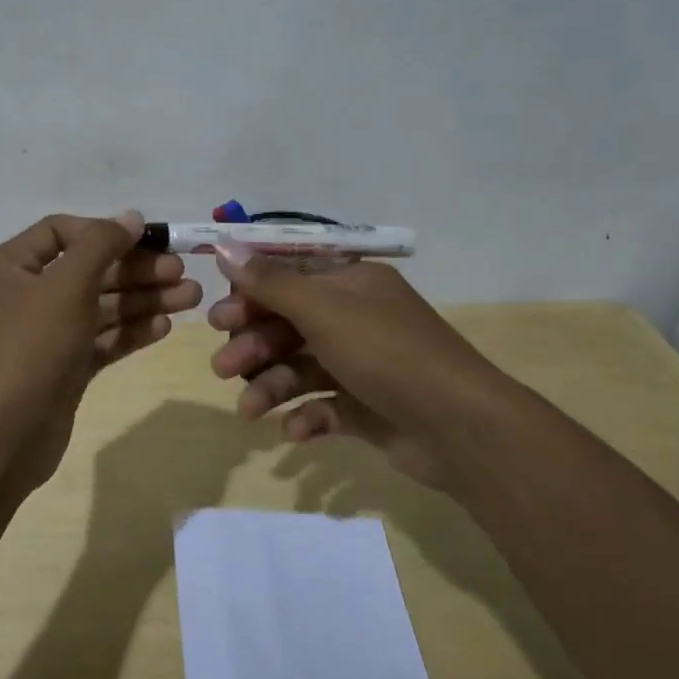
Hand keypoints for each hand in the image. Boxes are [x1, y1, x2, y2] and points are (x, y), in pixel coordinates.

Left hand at [0, 212, 201, 490]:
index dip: (104, 232)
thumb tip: (131, 217)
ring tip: (192, 299)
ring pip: (101, 307)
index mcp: (11, 267)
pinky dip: (131, 331)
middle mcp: (26, 296)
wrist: (3, 435)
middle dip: (137, 271)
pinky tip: (165, 326)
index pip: (61, 231)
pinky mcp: (64, 368)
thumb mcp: (66, 284)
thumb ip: (101, 245)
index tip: (147, 240)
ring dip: (144, 300)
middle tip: (183, 274)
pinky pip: (101, 340)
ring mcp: (46, 335)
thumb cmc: (31, 346)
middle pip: (89, 270)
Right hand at [207, 251, 503, 491]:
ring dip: (271, 386)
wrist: (460, 427)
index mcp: (351, 284)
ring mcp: (363, 364)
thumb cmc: (386, 353)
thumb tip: (224, 246)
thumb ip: (270, 282)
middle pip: (289, 325)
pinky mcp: (368, 407)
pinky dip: (305, 416)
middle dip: (254, 345)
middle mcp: (357, 318)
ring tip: (249, 410)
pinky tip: (294, 431)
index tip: (218, 317)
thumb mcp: (323, 310)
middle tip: (224, 367)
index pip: (289, 278)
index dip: (250, 295)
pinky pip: (324, 405)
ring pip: (301, 367)